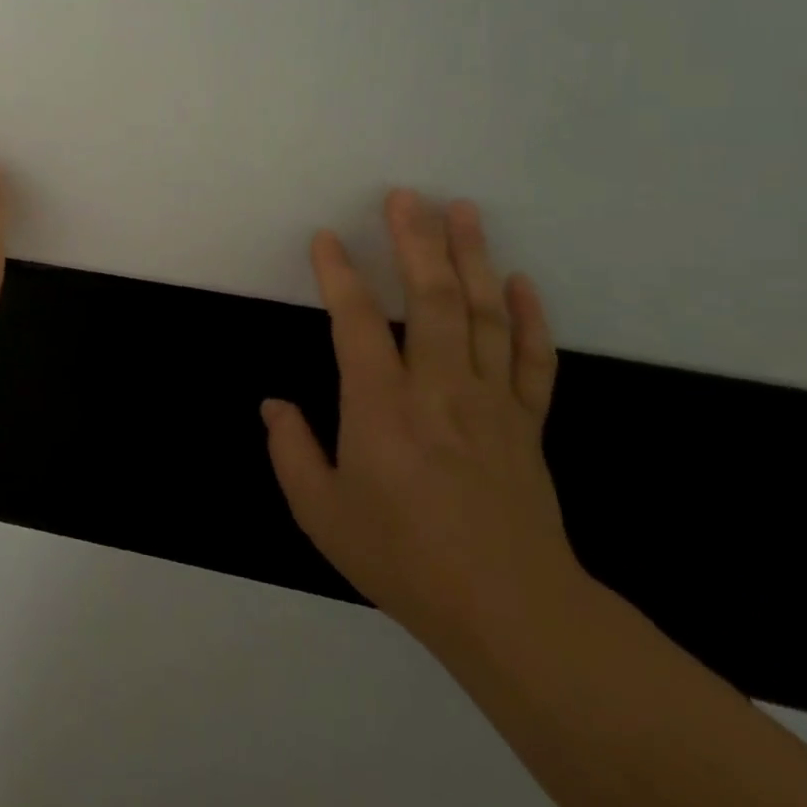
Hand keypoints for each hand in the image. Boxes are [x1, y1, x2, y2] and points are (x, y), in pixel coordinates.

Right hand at [263, 190, 582, 654]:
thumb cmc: (402, 557)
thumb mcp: (321, 511)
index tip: (326, 239)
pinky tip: (521, 282)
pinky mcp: (526, 423)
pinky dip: (529, 316)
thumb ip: (291, 450)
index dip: (338, 275)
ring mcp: (489, 401)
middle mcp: (436, 387)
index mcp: (380, 405)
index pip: (355, 321)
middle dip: (416, 241)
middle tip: (407, 197)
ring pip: (484, 314)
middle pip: (431, 298)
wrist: (509, 610)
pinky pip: (532, 359)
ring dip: (472, 258)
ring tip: (463, 212)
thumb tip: (274, 405)